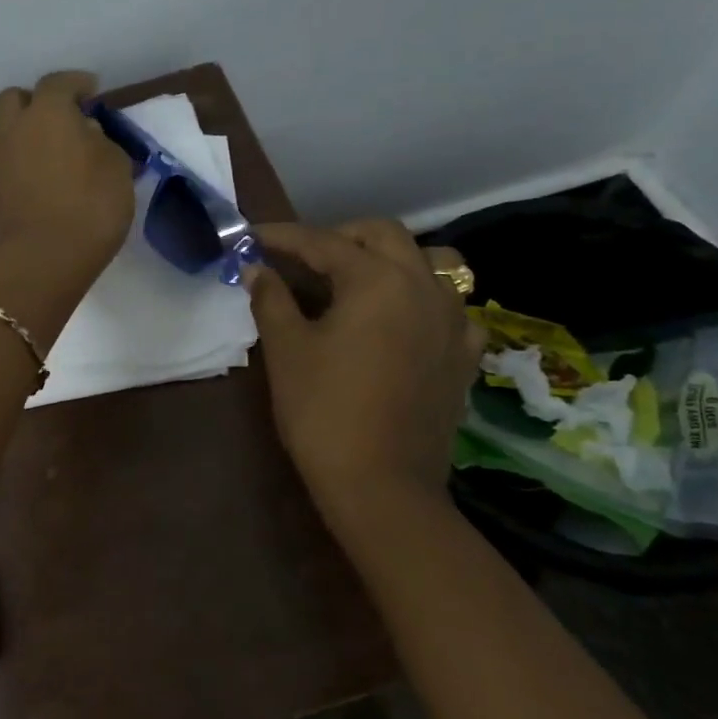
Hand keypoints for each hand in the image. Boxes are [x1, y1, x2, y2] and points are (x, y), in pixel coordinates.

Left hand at [0, 72, 135, 287]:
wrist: (45, 259)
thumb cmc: (91, 205)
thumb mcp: (117, 168)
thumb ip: (102, 143)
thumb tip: (85, 134)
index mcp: (47, 114)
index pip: (58, 83)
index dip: (76, 83)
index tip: (91, 90)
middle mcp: (12, 131)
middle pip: (12, 100)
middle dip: (32, 102)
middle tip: (55, 119)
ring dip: (6, 136)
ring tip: (27, 151)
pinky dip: (3, 178)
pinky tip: (18, 189)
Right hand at [248, 219, 483, 502]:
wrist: (381, 484)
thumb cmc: (323, 410)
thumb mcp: (286, 350)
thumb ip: (271, 299)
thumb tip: (257, 269)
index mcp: (377, 280)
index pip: (323, 243)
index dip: (283, 237)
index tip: (252, 238)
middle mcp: (423, 286)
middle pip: (383, 235)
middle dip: (339, 236)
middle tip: (302, 258)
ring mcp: (453, 320)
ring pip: (431, 262)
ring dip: (392, 258)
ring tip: (360, 278)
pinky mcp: (465, 354)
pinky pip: (453, 307)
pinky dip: (426, 299)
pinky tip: (404, 320)